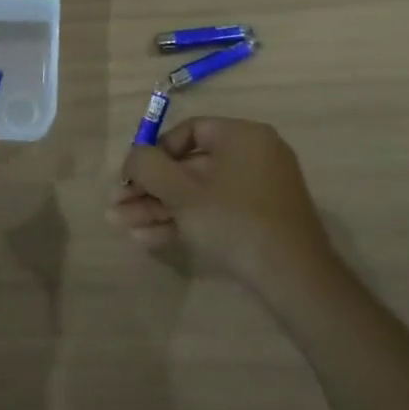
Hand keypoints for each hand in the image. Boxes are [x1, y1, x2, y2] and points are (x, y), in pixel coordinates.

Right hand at [109, 116, 338, 294]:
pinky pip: (211, 211)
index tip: (130, 177)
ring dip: (156, 208)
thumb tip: (133, 158)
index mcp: (241, 137)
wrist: (292, 277)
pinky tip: (146, 239)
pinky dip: (181, 221)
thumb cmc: (234, 220)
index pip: (188, 132)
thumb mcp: (181, 190)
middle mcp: (252, 156)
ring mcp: (255, 190)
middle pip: (186, 167)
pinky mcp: (255, 220)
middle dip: (147, 189)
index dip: (152, 153)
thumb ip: (147, 166)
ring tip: (120, 225)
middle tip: (116, 206)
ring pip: (194, 193)